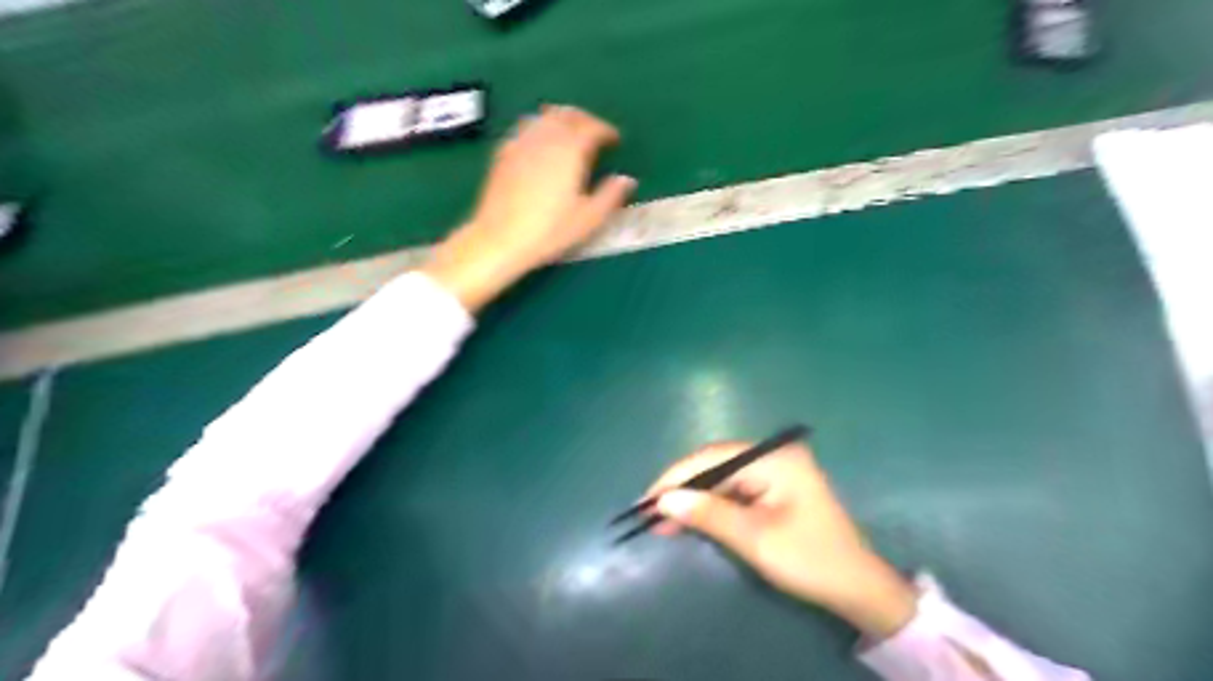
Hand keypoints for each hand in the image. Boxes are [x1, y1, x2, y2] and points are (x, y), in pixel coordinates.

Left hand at [424, 103, 634, 311]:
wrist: (500, 239)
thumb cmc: (549, 231)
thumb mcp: (588, 219)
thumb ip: (611, 196)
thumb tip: (627, 180)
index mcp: (570, 151)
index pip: (592, 127)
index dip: (606, 130)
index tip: (615, 140)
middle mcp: (545, 139)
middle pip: (567, 114)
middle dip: (584, 119)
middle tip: (595, 132)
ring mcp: (521, 143)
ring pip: (544, 117)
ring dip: (561, 119)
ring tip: (569, 132)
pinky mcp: (503, 154)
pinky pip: (524, 129)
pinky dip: (539, 128)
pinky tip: (540, 144)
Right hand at [649, 442, 914, 637]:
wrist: (857, 587)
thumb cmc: (810, 560)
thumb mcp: (755, 538)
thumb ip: (709, 514)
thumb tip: (664, 500)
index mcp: (773, 458)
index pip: (712, 458)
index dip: (676, 477)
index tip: (647, 500)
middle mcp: (772, 454)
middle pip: (715, 463)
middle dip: (682, 487)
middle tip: (649, 511)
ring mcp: (773, 469)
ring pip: (720, 476)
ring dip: (692, 497)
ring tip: (661, 519)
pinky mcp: (772, 486)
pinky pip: (732, 488)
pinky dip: (709, 504)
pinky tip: (688, 518)